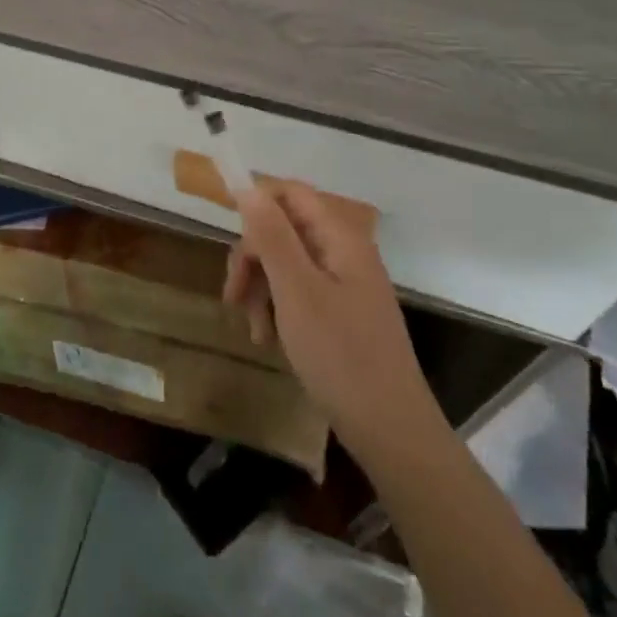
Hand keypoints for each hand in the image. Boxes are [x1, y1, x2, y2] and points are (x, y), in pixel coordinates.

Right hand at [223, 183, 441, 457]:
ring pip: (286, 264)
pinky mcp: (340, 313)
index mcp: (339, 237)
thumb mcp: (296, 291)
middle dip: (253, 258)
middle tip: (233, 296)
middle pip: (284, 230)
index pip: (290, 193)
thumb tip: (247, 185)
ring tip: (253, 329)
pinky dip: (278, 310)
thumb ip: (272, 235)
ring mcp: (344, 284)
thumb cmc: (341, 355)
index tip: (225, 234)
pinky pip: (299, 293)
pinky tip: (269, 340)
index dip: (255, 203)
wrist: (391, 430)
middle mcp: (344, 252)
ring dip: (261, 288)